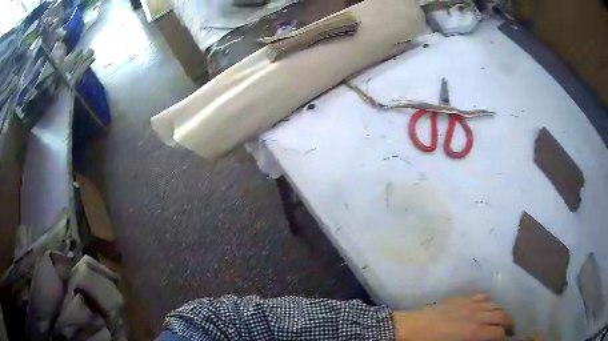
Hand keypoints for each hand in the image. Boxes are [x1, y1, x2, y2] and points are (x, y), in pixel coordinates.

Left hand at [392, 294, 513, 340]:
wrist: (413, 326)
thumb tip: (482, 340)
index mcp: (474, 332)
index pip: (497, 333)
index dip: (504, 338)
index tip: (506, 340)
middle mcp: (477, 315)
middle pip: (502, 316)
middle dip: (509, 323)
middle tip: (510, 330)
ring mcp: (471, 304)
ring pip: (495, 304)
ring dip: (502, 312)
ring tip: (503, 319)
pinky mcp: (463, 298)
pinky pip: (483, 297)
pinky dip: (490, 302)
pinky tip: (489, 307)